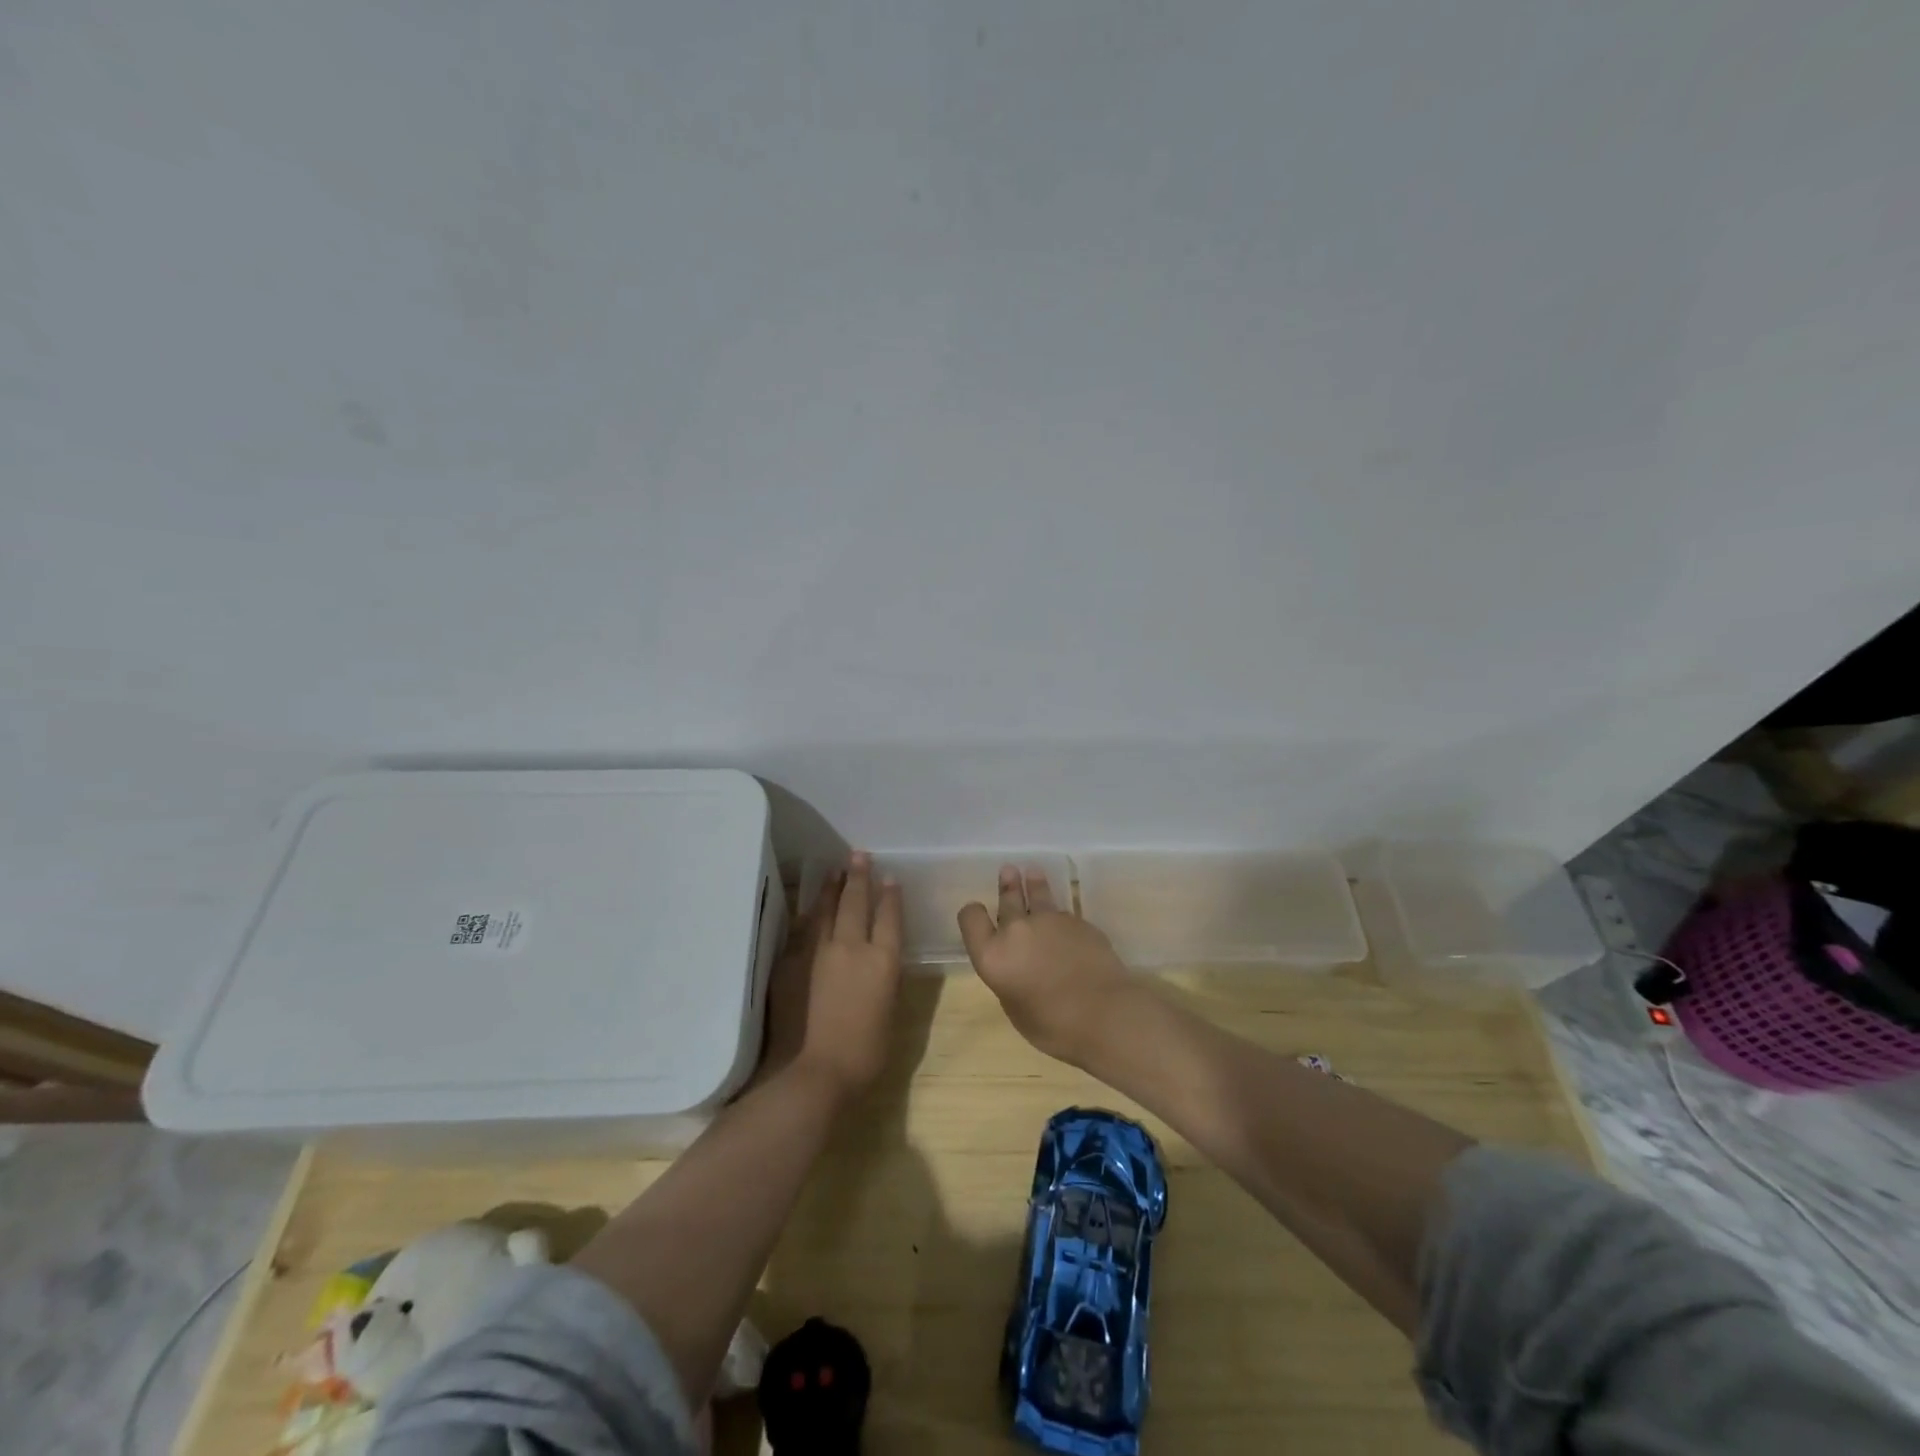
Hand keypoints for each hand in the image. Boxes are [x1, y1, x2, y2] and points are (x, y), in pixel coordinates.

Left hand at [762, 853, 903, 1102]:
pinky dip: (808, 914)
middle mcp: (852, 947)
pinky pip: (802, 929)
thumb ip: (884, 982)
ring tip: (835, 870)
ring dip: (832, 888)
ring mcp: (818, 952)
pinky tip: (809, 908)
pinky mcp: (791, 963)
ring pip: (826, 910)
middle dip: (859, 877)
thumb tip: (879, 964)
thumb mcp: (889, 1015)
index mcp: (883, 961)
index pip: (889, 917)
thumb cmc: (864, 1055)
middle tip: (858, 855)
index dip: (890, 896)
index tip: (889, 878)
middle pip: (856, 902)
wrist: (812, 1072)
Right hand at [958, 866, 1136, 1067]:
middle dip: (1007, 886)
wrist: (1105, 1014)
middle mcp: (1017, 929)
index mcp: (993, 955)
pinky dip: (1060, 915)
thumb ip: (1010, 979)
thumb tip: (1018, 966)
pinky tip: (1066, 923)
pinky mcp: (1078, 920)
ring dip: (1033, 883)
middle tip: (1008, 871)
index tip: (978, 914)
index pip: (970, 917)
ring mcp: (1050, 920)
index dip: (972, 914)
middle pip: (1007, 898)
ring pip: (1038, 894)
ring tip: (1032, 871)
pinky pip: (1063, 913)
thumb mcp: (1016, 1007)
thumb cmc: (1054, 1026)